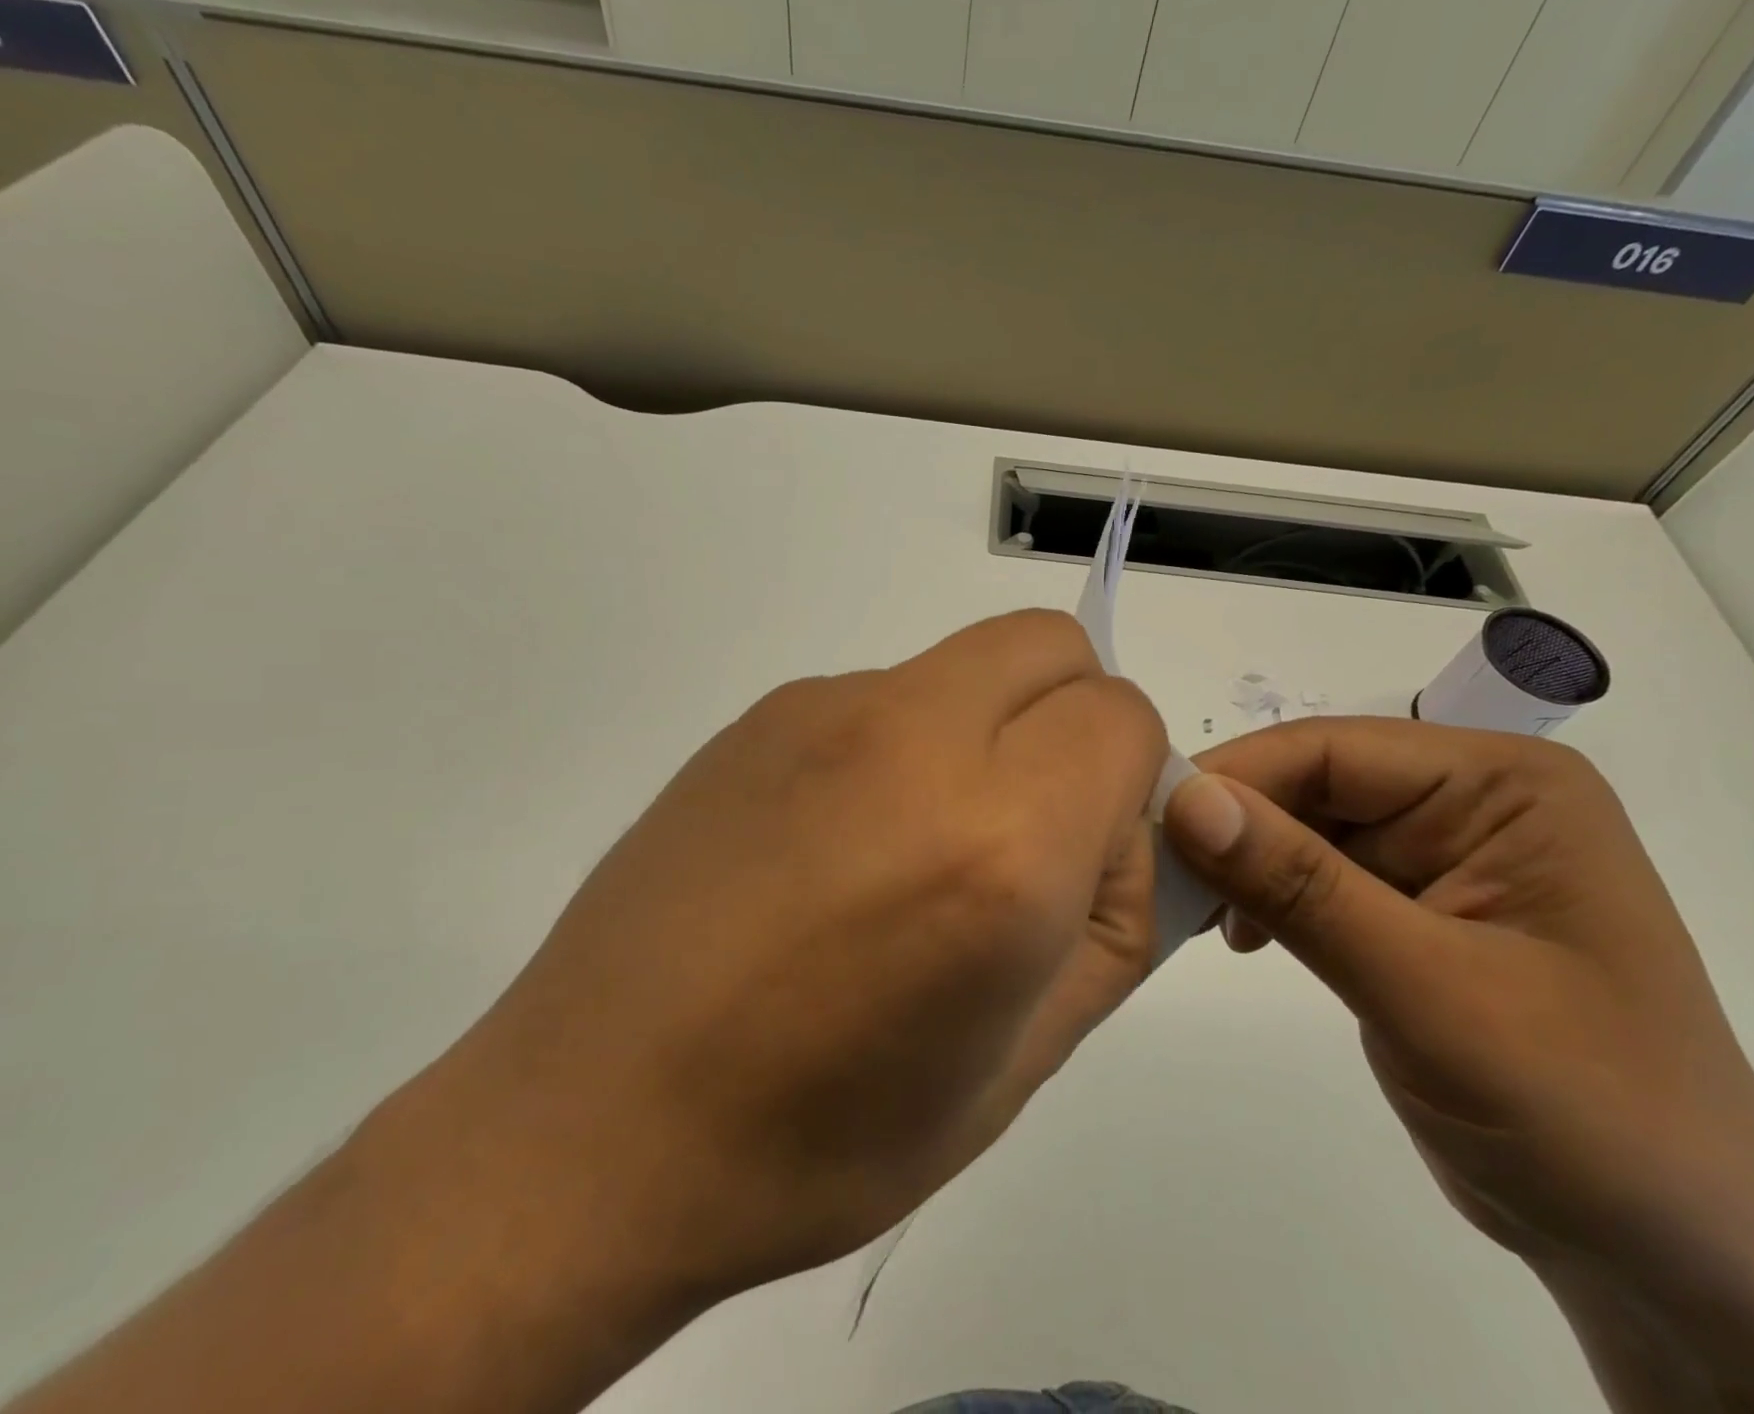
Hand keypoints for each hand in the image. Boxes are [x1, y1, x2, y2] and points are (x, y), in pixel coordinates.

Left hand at [376, 609, 1166, 1370]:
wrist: (592, 1124)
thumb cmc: (824, 1135)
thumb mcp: (1022, 1059)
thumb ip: (1115, 923)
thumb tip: (1136, 833)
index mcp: (999, 842)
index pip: (1124, 717)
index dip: (1131, 778)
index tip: (1090, 848)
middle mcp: (914, 740)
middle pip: (1050, 643)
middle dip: (1074, 714)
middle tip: (1032, 821)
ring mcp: (824, 710)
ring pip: (966, 663)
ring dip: (988, 725)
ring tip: (921, 845)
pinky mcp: (761, 712)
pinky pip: (884, 693)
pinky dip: (909, 740)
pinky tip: (843, 842)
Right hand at [1162, 719, 1753, 1411]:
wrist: (1673, 1262)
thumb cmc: (1582, 1113)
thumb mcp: (1430, 991)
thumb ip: (1301, 887)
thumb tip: (1187, 801)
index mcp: (1502, 785)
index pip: (1331, 750)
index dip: (1235, 778)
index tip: (1147, 822)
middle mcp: (1469, 802)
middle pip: (1312, 785)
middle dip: (1233, 828)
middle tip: (1154, 877)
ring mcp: (1440, 857)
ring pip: (1303, 830)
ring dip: (1243, 867)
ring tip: (1190, 913)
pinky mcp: (1410, 911)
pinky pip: (1314, 878)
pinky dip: (1266, 900)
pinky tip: (1238, 937)